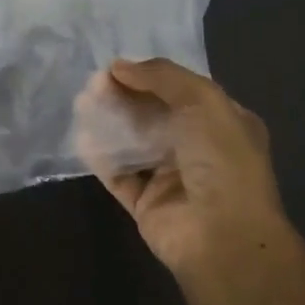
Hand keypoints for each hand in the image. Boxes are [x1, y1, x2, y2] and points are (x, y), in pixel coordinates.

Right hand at [74, 58, 289, 281]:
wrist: (223, 238)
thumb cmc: (221, 161)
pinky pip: (118, 173)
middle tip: (93, 84)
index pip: (181, 91)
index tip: (116, 67)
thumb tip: (119, 66)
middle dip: (123, 96)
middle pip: (152, 114)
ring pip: (132, 142)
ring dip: (108, 121)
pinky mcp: (146, 203)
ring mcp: (171, 178)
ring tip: (81, 103)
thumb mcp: (204, 101)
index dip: (149, 76)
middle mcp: (198, 148)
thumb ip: (162, 76)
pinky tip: (82, 136)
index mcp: (222, 123)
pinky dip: (100, 155)